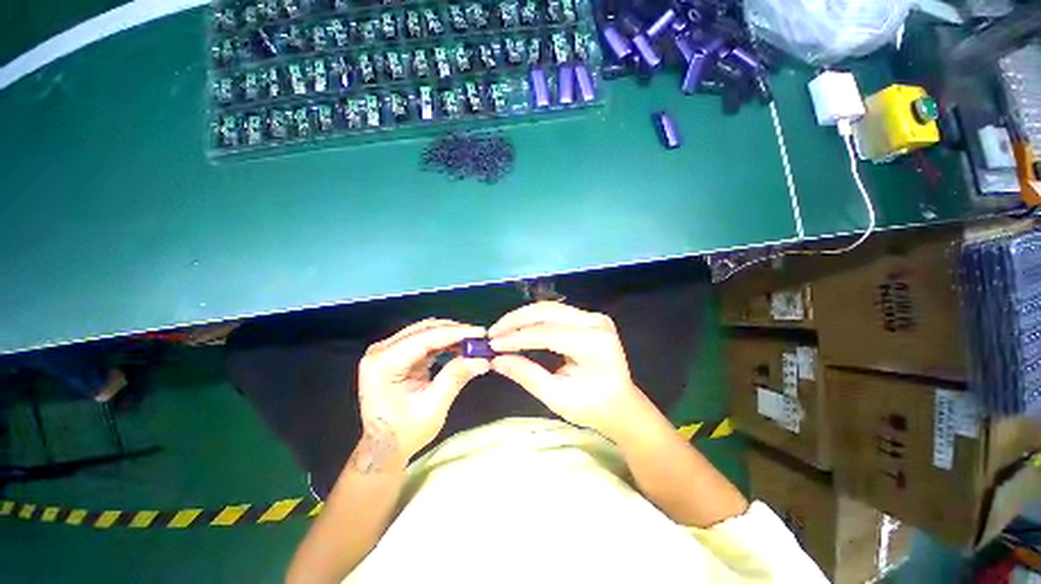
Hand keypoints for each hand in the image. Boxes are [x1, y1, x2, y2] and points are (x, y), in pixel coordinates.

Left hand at [356, 319, 488, 464]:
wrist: (383, 448)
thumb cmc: (404, 432)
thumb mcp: (433, 407)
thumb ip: (455, 377)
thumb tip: (482, 359)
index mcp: (383, 363)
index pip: (425, 338)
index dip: (455, 333)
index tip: (480, 333)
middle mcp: (381, 351)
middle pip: (424, 330)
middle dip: (455, 332)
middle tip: (480, 338)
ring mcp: (387, 350)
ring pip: (426, 331)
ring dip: (451, 335)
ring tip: (473, 342)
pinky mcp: (396, 353)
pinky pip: (424, 340)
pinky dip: (444, 342)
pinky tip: (460, 346)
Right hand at [488, 302, 648, 440]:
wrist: (621, 405)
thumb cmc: (592, 407)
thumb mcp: (556, 396)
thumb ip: (526, 374)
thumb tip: (496, 360)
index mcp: (593, 343)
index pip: (547, 333)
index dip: (517, 337)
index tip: (492, 344)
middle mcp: (595, 322)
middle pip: (548, 311)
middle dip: (516, 320)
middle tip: (493, 333)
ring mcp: (594, 317)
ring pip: (550, 308)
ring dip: (523, 317)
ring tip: (502, 330)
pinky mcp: (589, 318)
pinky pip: (556, 313)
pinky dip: (535, 320)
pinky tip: (519, 328)